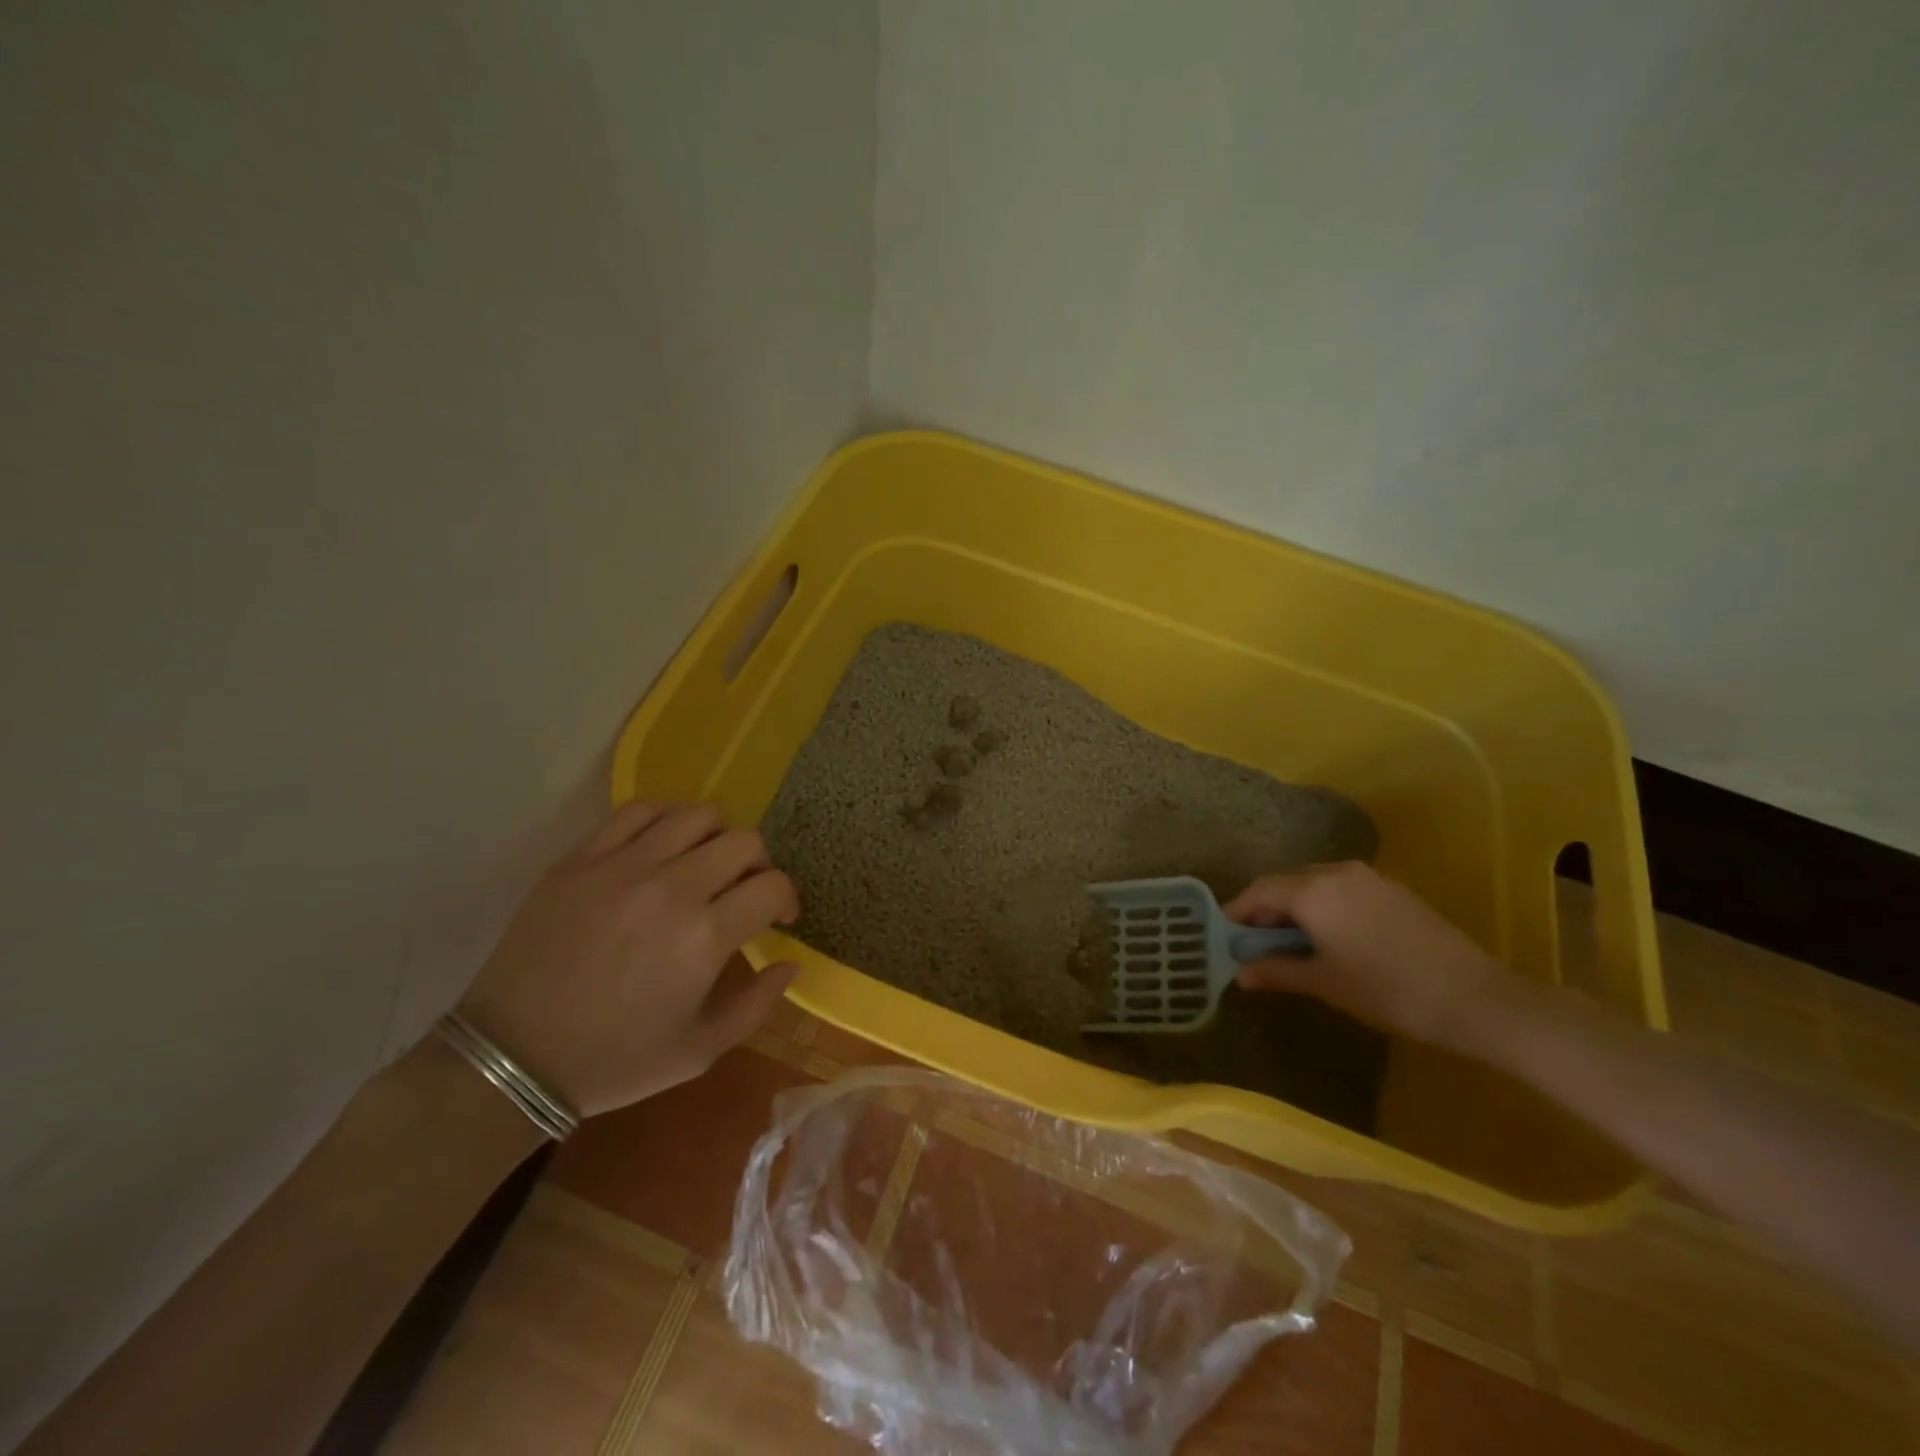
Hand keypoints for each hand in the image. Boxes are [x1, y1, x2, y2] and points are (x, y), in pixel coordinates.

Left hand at [454, 801, 799, 1115]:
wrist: (512, 1057)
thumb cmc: (614, 1060)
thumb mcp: (699, 1051)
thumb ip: (757, 1005)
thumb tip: (791, 964)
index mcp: (705, 937)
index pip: (772, 885)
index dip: (787, 898)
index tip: (779, 916)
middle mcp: (671, 888)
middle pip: (744, 842)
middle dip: (758, 865)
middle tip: (745, 890)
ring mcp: (622, 866)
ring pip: (696, 816)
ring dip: (717, 836)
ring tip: (706, 862)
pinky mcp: (581, 859)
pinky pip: (637, 812)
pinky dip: (665, 819)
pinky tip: (663, 845)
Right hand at [1226, 862, 1501, 1046]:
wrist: (1474, 997)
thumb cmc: (1386, 990)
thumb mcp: (1324, 983)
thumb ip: (1277, 971)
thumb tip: (1241, 973)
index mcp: (1312, 891)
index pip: (1259, 891)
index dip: (1238, 912)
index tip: (1226, 935)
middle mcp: (1336, 872)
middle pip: (1286, 882)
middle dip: (1266, 909)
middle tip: (1257, 943)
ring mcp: (1368, 877)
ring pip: (1314, 883)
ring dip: (1295, 906)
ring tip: (1293, 941)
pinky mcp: (1393, 889)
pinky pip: (1341, 888)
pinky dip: (1324, 905)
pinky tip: (1332, 936)